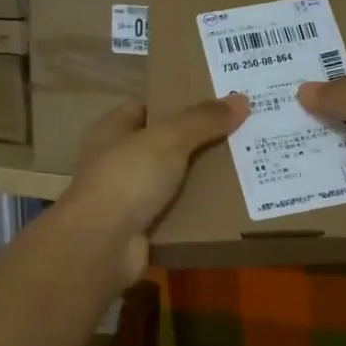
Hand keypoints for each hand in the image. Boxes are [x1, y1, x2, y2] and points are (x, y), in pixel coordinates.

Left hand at [58, 94, 248, 282]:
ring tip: (243, 167)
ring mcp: (127, 197)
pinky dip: (197, 211)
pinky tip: (228, 205)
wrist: (102, 246)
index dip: (178, 102)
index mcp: (112, 130)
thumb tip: (241, 99)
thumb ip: (203, 120)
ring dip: (201, 178)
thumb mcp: (168, 139)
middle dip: (198, 140)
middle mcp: (116, 161)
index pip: (147, 106)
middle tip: (240, 134)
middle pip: (164, 144)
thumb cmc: (127, 179)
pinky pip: (176, 213)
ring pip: (172, 180)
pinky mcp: (141, 228)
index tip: (216, 102)